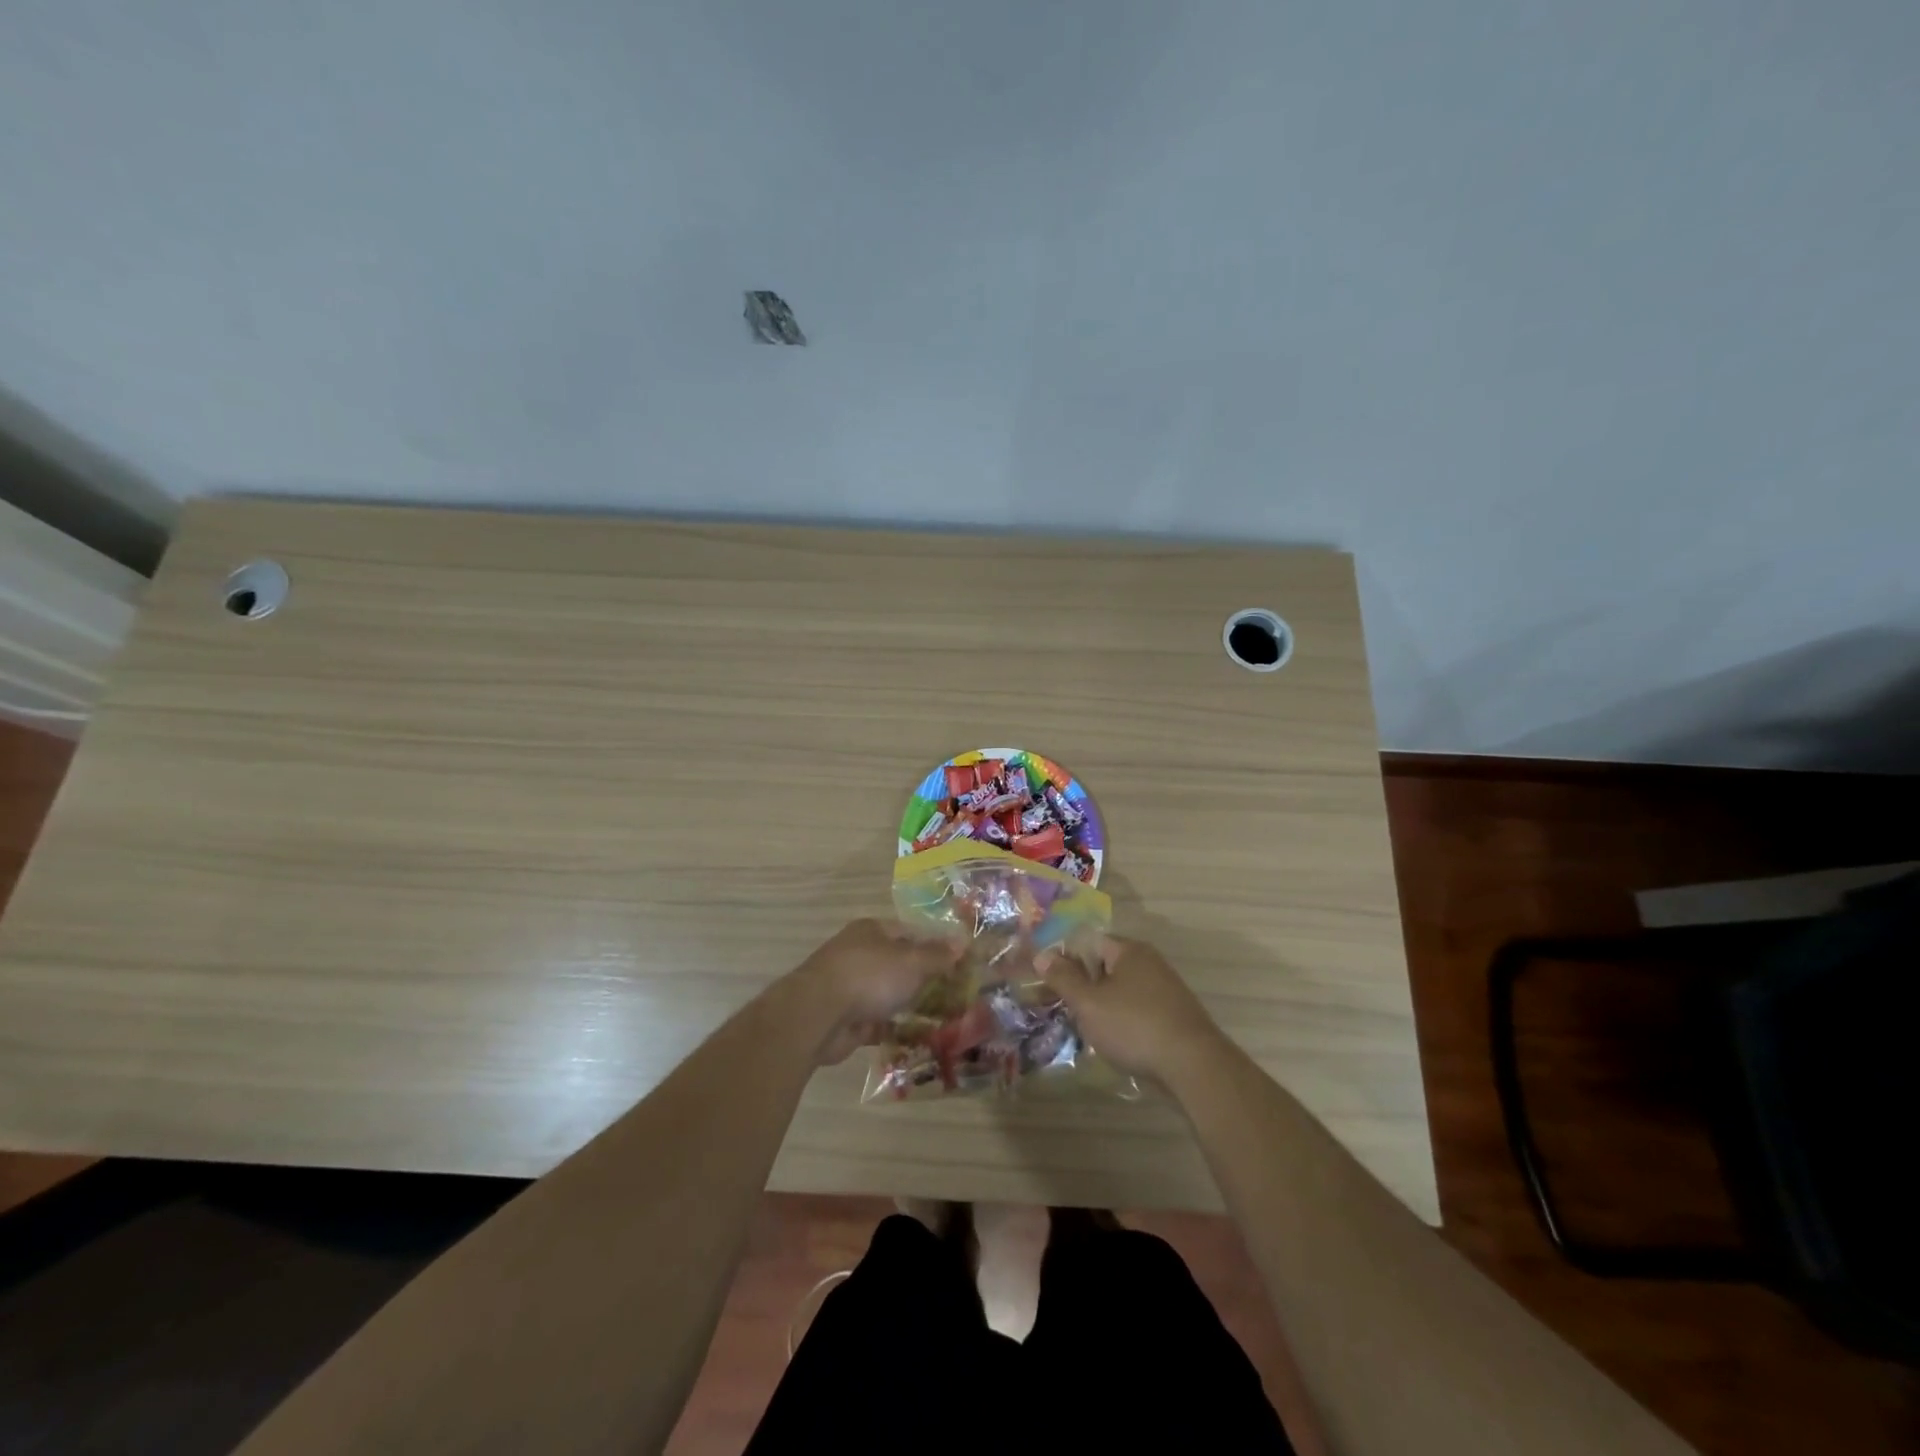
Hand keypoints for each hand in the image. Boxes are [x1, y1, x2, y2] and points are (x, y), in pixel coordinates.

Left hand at [795, 918, 958, 1064]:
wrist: (818, 1016)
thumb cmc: (869, 976)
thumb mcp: (911, 961)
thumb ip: (937, 955)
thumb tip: (962, 942)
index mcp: (872, 931)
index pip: (911, 932)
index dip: (936, 945)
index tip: (961, 962)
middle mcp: (860, 954)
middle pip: (900, 964)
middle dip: (926, 978)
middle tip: (958, 993)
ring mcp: (851, 987)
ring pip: (890, 994)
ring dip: (913, 1005)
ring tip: (946, 1018)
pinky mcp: (848, 1019)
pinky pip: (880, 1023)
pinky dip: (897, 1029)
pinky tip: (921, 1038)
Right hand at [1038, 935, 1226, 1083]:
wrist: (1194, 1066)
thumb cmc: (1134, 1026)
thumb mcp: (1089, 1003)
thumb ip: (1063, 978)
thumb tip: (1041, 954)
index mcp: (1129, 950)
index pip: (1088, 943)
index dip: (1065, 960)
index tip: (1047, 983)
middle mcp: (1149, 962)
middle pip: (1105, 966)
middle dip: (1082, 986)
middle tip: (1062, 1009)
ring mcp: (1165, 989)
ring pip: (1121, 991)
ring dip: (1101, 1007)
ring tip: (1084, 1030)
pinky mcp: (1174, 1016)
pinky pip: (1137, 1010)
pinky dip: (1122, 1021)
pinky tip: (1113, 1043)